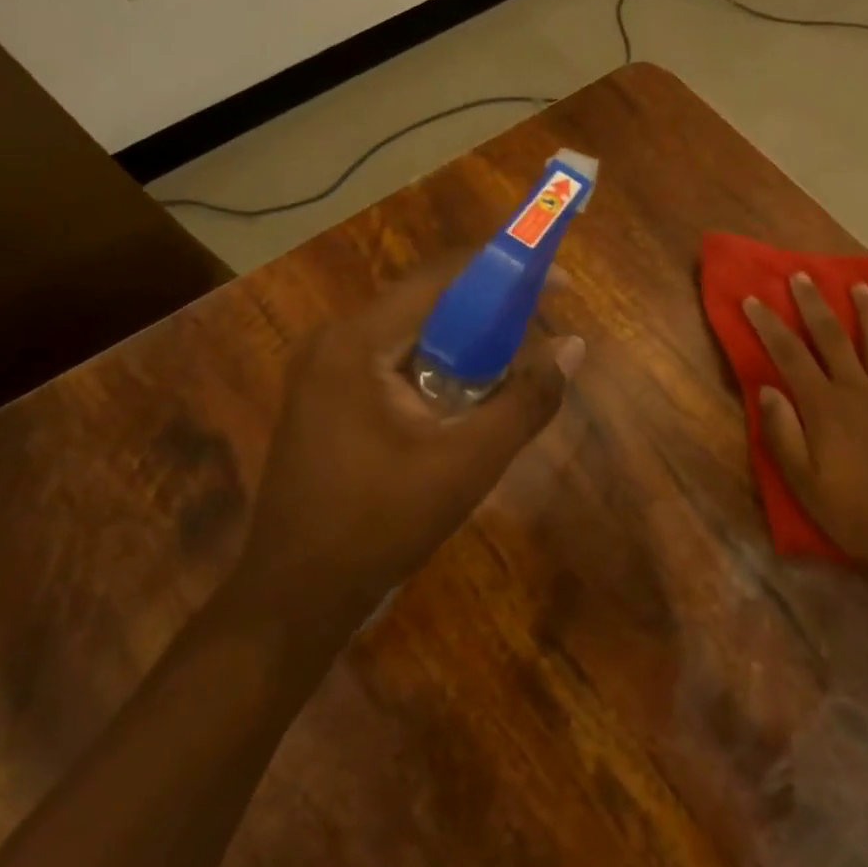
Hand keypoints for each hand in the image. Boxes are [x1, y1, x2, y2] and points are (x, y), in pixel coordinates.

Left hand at [236, 257, 582, 623]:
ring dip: (466, 339)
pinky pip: (394, 360)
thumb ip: (526, 401)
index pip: (440, 277)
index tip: (556, 280)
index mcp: (358, 342)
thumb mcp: (468, 463)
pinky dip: (438, 365)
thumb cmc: (380, 525)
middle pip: (426, 300)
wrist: (295, 597)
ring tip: (516, 359)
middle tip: (543, 325)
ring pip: (412, 331)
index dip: (504, 269)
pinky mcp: (328, 397)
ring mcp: (324, 369)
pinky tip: (469, 393)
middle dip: (490, 307)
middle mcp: (335, 340)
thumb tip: (572, 347)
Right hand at [743, 275, 867, 611]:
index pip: (789, 356)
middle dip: (813, 304)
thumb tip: (766, 390)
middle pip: (832, 337)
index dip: (769, 325)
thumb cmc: (857, 512)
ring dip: (865, 311)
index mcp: (825, 407)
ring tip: (857, 285)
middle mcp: (858, 390)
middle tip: (801, 275)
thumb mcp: (805, 484)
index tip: (753, 299)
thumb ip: (783, 435)